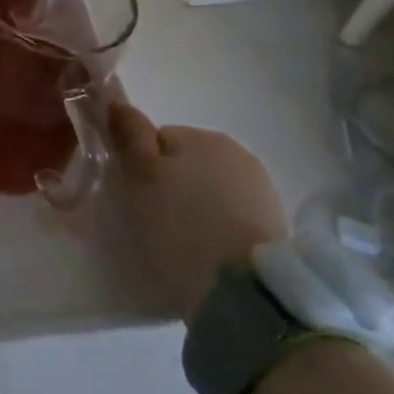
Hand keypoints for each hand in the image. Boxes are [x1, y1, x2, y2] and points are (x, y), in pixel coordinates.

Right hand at [109, 105, 290, 320]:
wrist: (245, 291)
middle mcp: (236, 151)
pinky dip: (219, 226)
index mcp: (201, 136)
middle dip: (170, 185)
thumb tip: (117, 102)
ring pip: (210, 188)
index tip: (135, 197)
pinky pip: (232, 214)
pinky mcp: (276, 224)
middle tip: (155, 220)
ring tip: (183, 241)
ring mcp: (261, 188)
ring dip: (196, 206)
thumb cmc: (181, 227)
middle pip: (185, 162)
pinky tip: (209, 251)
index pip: (157, 139)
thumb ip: (129, 136)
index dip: (140, 167)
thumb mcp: (140, 177)